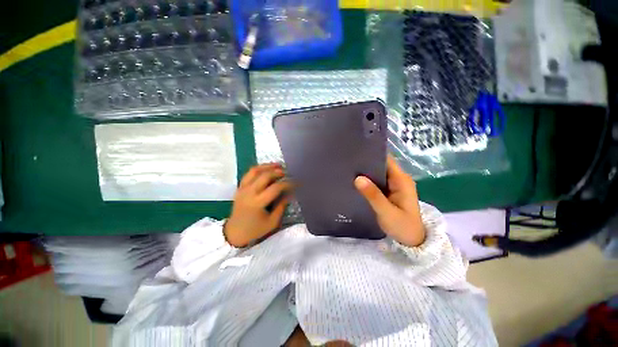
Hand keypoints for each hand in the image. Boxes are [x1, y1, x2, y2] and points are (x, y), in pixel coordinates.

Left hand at [224, 163, 292, 247]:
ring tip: (278, 165)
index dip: (287, 183)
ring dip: (268, 166)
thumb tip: (290, 193)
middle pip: (265, 176)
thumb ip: (282, 206)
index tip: (296, 183)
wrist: (234, 232)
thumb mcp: (272, 222)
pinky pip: (248, 173)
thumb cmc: (255, 229)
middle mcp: (249, 192)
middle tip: (287, 173)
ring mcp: (242, 188)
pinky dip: (259, 168)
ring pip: (255, 171)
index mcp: (257, 203)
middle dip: (278, 172)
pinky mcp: (239, 187)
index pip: (275, 188)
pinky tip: (266, 169)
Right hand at [354, 155, 425, 246]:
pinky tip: (356, 182)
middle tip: (349, 163)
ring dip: (366, 172)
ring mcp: (394, 186)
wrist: (412, 242)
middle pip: (381, 165)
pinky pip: (377, 182)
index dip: (373, 154)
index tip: (357, 153)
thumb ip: (373, 195)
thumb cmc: (402, 227)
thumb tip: (358, 178)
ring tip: (349, 170)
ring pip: (378, 174)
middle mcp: (398, 179)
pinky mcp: (389, 192)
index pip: (387, 160)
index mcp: (401, 180)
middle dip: (366, 163)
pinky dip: (368, 181)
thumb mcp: (387, 212)